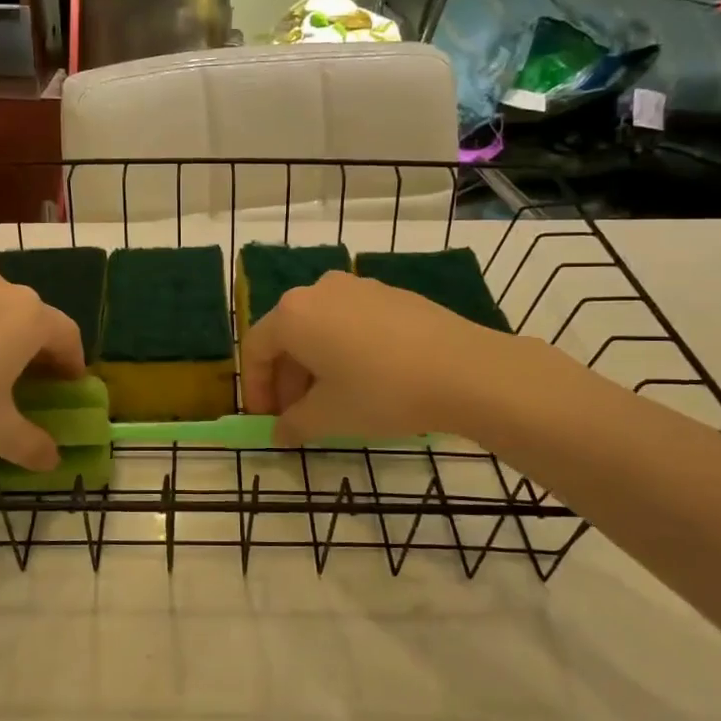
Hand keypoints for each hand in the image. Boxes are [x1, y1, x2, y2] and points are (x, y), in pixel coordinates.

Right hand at [240, 270, 516, 445]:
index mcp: (293, 313)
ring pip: (320, 328)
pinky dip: (344, 350)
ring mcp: (358, 287)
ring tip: (333, 402)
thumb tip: (279, 434)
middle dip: (286, 379)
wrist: (465, 370)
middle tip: (298, 416)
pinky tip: (367, 380)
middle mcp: (319, 290)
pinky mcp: (391, 294)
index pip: (255, 349)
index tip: (267, 419)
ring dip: (315, 365)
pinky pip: (351, 322)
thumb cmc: (381, 392)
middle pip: (288, 336)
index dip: (256, 388)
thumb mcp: (328, 417)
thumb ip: (293, 425)